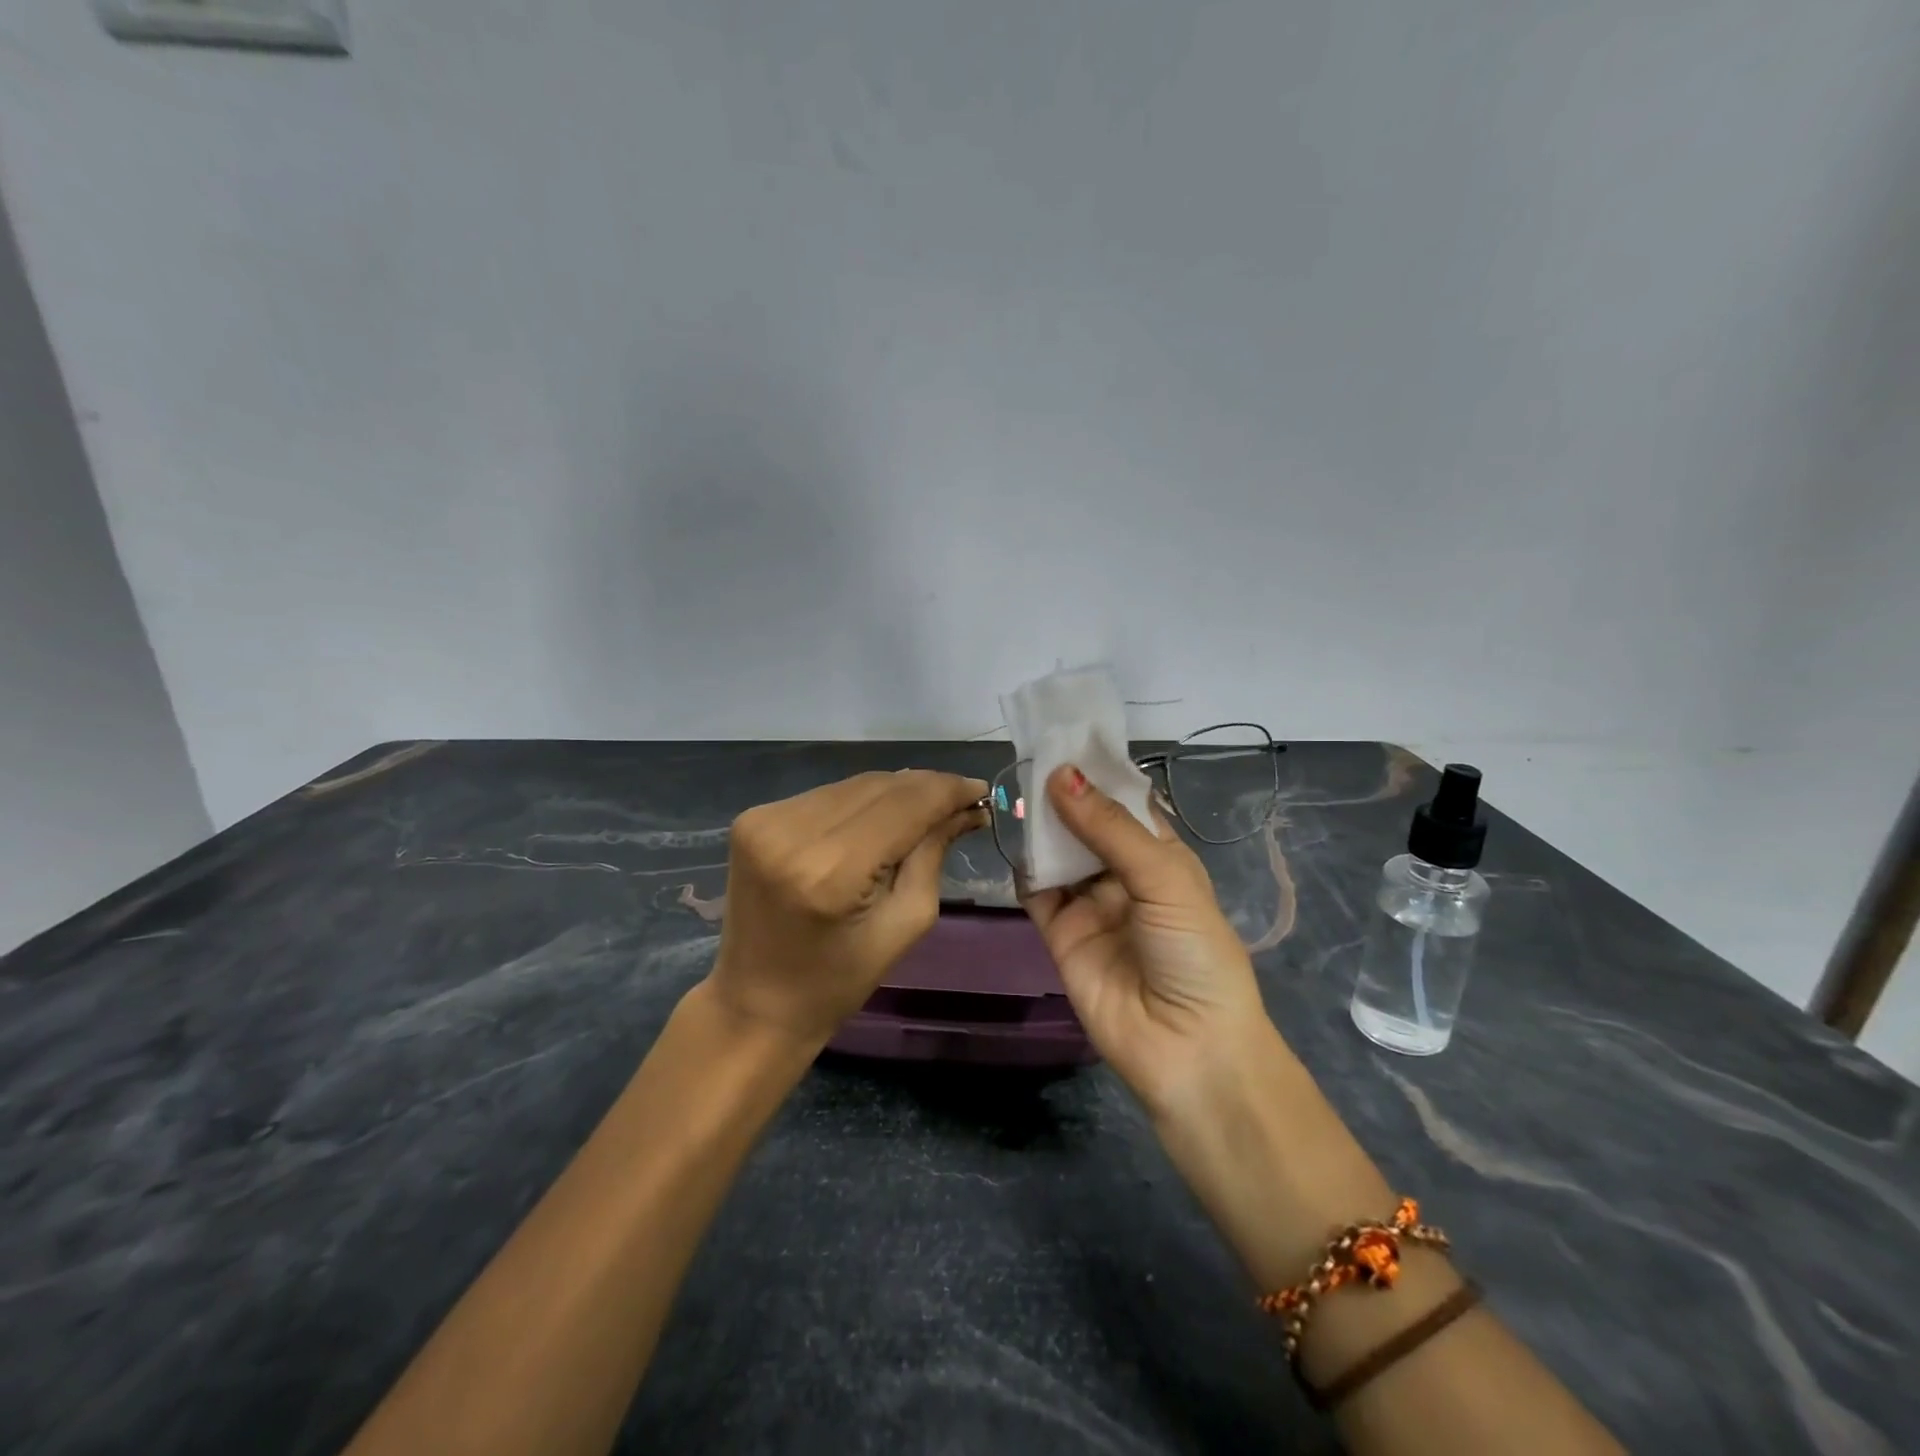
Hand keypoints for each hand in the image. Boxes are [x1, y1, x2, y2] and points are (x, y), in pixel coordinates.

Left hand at [707, 769, 988, 1046]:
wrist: (756, 1003)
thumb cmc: (839, 981)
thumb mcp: (905, 924)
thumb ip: (933, 854)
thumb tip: (964, 807)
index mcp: (831, 872)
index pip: (905, 806)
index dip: (948, 790)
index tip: (982, 789)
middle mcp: (792, 832)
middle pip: (879, 787)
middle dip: (926, 788)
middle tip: (962, 800)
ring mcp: (766, 820)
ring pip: (854, 785)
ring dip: (895, 792)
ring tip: (925, 809)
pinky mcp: (754, 817)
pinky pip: (827, 795)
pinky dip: (860, 802)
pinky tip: (879, 819)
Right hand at [1022, 764, 1277, 1118]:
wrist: (1187, 1049)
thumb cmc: (1194, 952)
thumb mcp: (1164, 878)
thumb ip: (1109, 828)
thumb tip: (1060, 774)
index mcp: (1161, 857)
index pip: (1125, 804)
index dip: (1098, 774)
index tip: (1065, 738)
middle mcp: (1124, 876)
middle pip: (1086, 825)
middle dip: (1063, 796)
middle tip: (1030, 759)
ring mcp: (1090, 905)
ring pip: (1059, 854)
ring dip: (1041, 827)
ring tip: (1015, 792)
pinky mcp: (1061, 934)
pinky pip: (1037, 893)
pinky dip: (1024, 868)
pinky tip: (1013, 842)